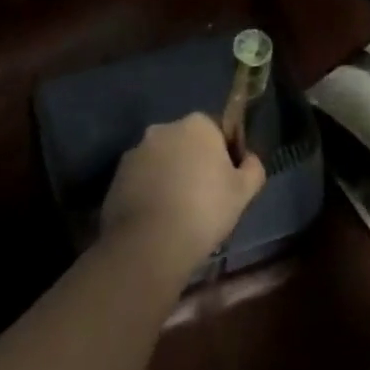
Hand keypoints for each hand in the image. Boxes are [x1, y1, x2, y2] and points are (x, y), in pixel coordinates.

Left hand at [100, 113, 266, 276]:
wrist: (148, 245)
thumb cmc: (204, 210)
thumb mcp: (244, 192)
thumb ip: (253, 168)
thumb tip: (248, 159)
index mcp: (197, 124)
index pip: (218, 131)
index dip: (226, 155)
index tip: (227, 182)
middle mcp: (164, 128)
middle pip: (187, 143)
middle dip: (195, 163)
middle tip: (204, 198)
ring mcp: (136, 152)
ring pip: (162, 161)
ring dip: (170, 177)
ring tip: (178, 213)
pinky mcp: (116, 177)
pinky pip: (141, 180)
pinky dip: (149, 192)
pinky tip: (157, 220)